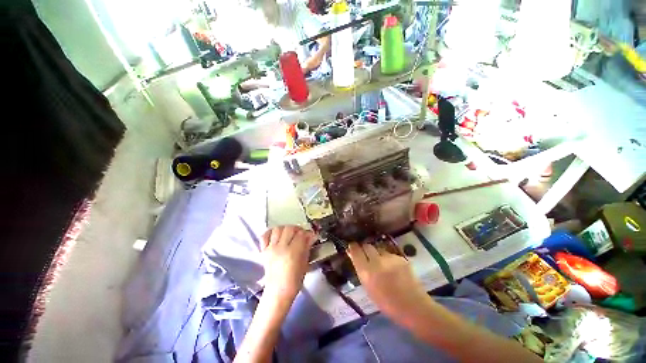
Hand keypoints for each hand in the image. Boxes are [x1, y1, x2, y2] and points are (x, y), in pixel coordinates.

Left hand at [261, 226, 315, 299]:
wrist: (278, 291)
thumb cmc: (295, 280)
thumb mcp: (305, 263)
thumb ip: (307, 247)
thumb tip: (311, 236)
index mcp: (293, 252)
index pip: (301, 234)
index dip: (306, 233)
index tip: (309, 235)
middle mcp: (281, 247)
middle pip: (289, 228)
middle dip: (297, 229)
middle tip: (300, 234)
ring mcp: (271, 248)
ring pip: (278, 229)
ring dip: (285, 229)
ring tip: (288, 234)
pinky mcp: (263, 251)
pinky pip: (265, 236)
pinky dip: (271, 233)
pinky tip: (276, 235)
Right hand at [347, 243, 427, 315]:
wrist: (414, 307)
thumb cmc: (387, 303)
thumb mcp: (369, 288)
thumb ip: (361, 269)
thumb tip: (352, 254)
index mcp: (366, 272)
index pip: (356, 251)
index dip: (353, 247)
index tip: (352, 246)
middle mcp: (377, 262)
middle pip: (367, 246)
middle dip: (365, 249)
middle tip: (367, 255)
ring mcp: (390, 258)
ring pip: (379, 249)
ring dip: (377, 254)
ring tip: (382, 265)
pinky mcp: (400, 257)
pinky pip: (389, 254)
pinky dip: (388, 259)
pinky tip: (393, 268)